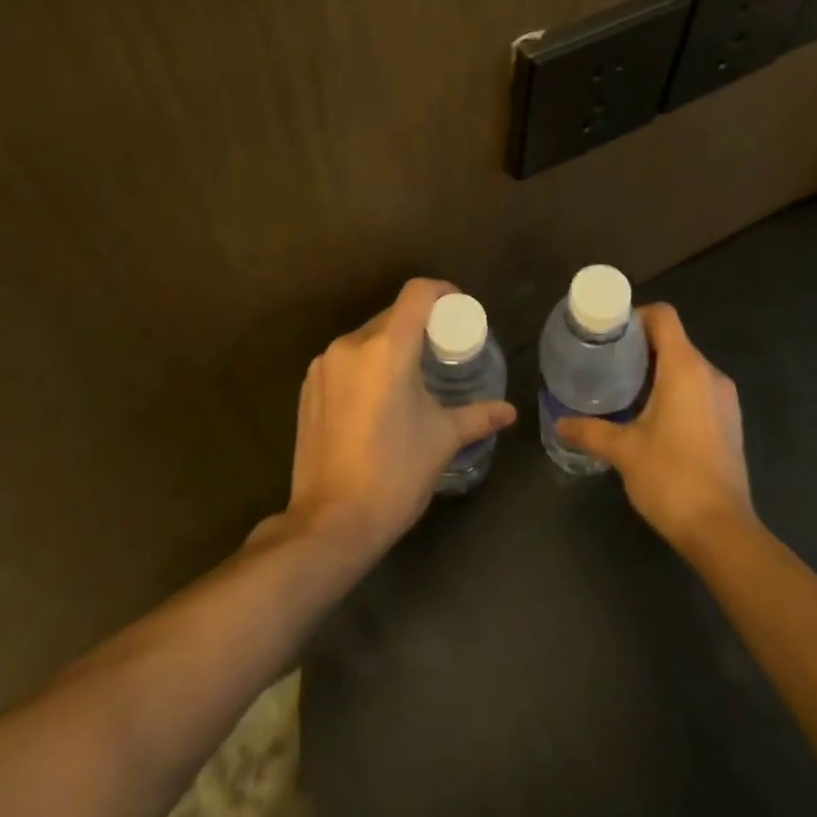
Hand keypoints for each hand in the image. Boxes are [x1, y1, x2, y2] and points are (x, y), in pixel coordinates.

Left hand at [281, 278, 516, 563]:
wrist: (329, 524)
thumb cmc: (394, 475)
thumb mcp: (442, 440)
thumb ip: (477, 416)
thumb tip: (509, 412)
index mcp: (387, 348)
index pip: (417, 293)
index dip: (442, 291)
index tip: (459, 309)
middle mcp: (351, 345)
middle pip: (392, 314)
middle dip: (419, 324)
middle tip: (441, 348)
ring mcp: (324, 365)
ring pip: (366, 337)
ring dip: (390, 345)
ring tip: (410, 374)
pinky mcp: (308, 387)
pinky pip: (344, 359)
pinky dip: (365, 365)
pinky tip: (377, 397)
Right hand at [555, 303, 753, 554]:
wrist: (722, 531)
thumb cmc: (671, 478)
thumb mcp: (623, 451)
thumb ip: (590, 431)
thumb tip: (559, 423)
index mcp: (685, 368)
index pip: (663, 316)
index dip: (636, 316)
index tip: (610, 334)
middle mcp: (710, 374)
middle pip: (674, 339)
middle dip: (641, 346)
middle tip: (608, 362)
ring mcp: (725, 398)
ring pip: (688, 365)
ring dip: (659, 369)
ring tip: (626, 388)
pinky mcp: (730, 421)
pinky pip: (699, 388)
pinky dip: (676, 389)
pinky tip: (654, 416)